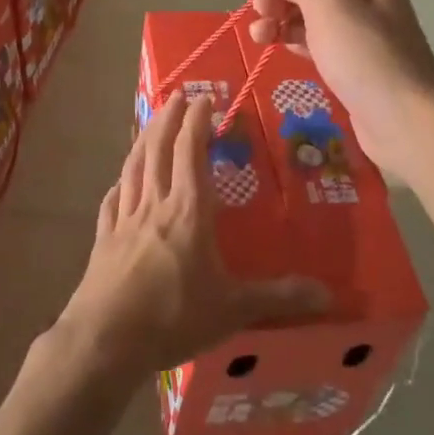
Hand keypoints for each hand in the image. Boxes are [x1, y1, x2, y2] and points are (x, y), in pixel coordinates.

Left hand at [58, 92, 330, 378]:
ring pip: (133, 168)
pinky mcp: (104, 240)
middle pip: (158, 150)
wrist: (106, 339)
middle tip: (177, 96)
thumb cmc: (173, 317)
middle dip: (168, 119)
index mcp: (187, 211)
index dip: (196, 122)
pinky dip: (119, 185)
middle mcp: (154, 205)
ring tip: (150, 122)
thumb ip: (278, 297)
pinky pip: (112, 202)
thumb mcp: (233, 309)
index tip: (203, 98)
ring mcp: (124, 220)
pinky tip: (119, 183)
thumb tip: (329, 295)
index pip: (190, 152)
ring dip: (143, 140)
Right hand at [249, 0, 433, 173]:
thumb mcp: (327, 5)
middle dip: (281, 5)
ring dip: (283, 26)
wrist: (402, 117)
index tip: (264, 2)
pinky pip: (321, 49)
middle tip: (258, 23)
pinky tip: (281, 52)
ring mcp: (363, 40)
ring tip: (259, 39)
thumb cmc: (363, 53)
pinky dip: (298, 47)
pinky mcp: (355, 70)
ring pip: (314, 24)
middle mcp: (369, 5)